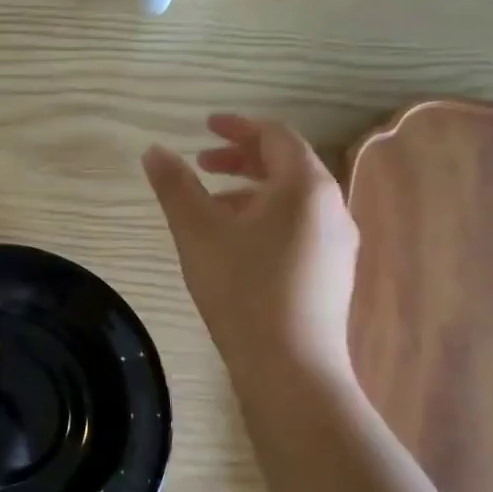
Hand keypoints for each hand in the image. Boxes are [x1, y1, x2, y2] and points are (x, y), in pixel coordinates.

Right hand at [143, 115, 359, 387]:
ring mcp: (338, 241)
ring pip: (292, 200)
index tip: (204, 127)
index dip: (237, 126)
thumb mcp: (198, 232)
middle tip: (200, 164)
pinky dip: (266, 218)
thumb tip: (154, 151)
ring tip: (211, 208)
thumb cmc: (241, 288)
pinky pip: (299, 226)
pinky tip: (237, 245)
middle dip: (241, 159)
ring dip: (250, 191)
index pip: (275, 136)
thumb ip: (175, 187)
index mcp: (305, 187)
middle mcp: (331, 206)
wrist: (289, 365)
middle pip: (286, 166)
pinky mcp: (332, 271)